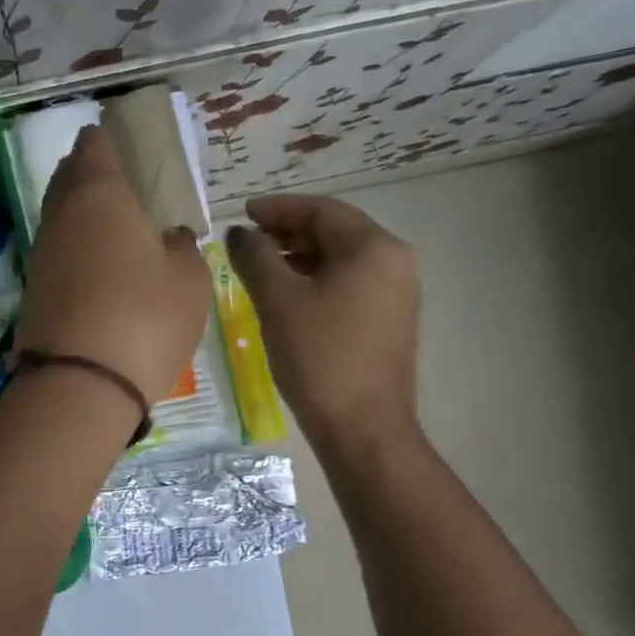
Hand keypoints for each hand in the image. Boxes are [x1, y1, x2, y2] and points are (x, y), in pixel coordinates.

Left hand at [15, 126, 210, 411]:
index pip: (94, 147)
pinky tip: (94, 262)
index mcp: (100, 195)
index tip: (112, 134)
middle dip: (85, 171)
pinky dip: (74, 249)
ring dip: (78, 212)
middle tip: (110, 173)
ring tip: (106, 218)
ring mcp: (41, 256)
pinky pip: (57, 254)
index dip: (103, 138)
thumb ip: (181, 248)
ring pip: (59, 218)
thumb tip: (169, 238)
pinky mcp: (34, 293)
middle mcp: (61, 217)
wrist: (80, 383)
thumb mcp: (188, 279)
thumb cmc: (145, 317)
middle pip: (67, 179)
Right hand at [226, 194, 418, 449]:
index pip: (321, 210)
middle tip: (247, 241)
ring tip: (259, 268)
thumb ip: (254, 258)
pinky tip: (287, 297)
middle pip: (335, 232)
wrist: (363, 427)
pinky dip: (315, 281)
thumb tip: (239, 233)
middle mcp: (394, 262)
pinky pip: (348, 285)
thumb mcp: (278, 302)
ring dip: (299, 258)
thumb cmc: (320, 357)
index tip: (242, 212)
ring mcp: (396, 293)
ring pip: (340, 260)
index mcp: (374, 248)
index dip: (278, 208)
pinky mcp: (389, 321)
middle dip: (288, 232)